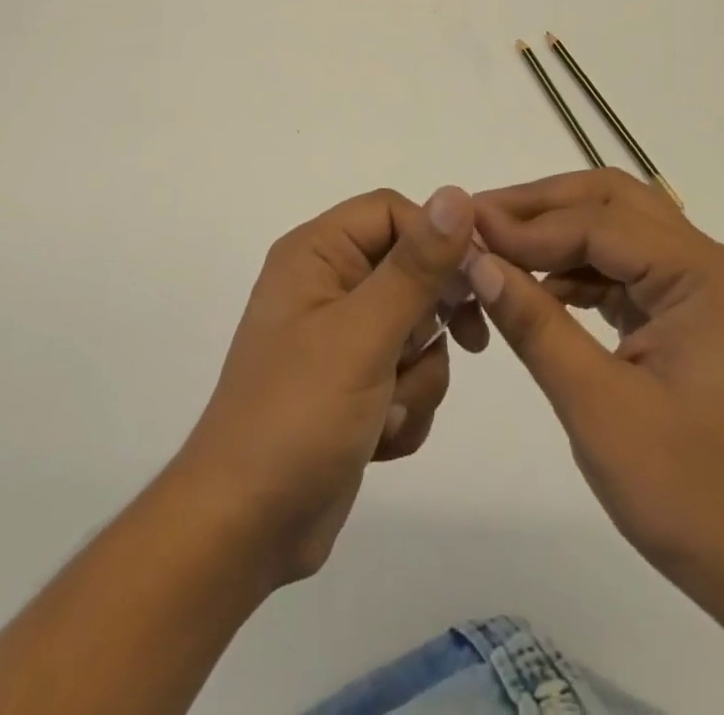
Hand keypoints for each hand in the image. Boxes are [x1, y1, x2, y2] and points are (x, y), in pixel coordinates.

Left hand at [174, 186, 484, 588]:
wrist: (247, 528)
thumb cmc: (299, 414)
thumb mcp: (363, 334)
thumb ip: (415, 266)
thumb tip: (456, 195)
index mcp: (316, 253)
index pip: (393, 212)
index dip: (439, 239)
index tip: (476, 281)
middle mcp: (328, 284)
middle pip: (412, 271)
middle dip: (429, 322)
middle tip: (459, 346)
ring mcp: (341, 337)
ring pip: (418, 330)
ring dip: (416, 376)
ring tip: (385, 411)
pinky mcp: (354, 384)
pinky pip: (407, 374)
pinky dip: (405, 407)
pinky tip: (377, 438)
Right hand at [467, 169, 723, 664]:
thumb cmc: (698, 500)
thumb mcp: (600, 410)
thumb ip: (535, 325)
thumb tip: (476, 261)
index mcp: (705, 277)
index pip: (599, 222)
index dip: (526, 224)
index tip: (465, 230)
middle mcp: (714, 265)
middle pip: (614, 202)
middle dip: (541, 207)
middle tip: (480, 222)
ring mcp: (710, 290)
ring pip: (621, 228)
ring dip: (558, 234)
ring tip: (497, 250)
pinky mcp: (699, 315)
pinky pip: (631, 269)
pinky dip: (581, 269)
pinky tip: (539, 289)